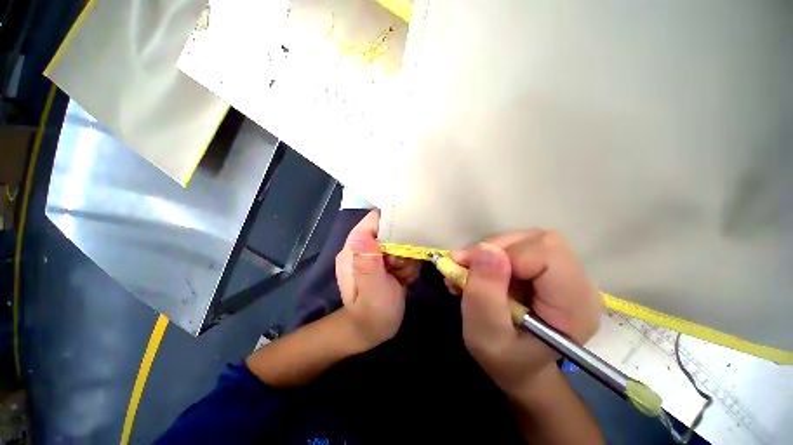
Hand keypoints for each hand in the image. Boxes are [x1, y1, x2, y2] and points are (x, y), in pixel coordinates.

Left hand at [335, 210, 420, 349]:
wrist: (374, 330)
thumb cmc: (372, 314)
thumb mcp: (372, 291)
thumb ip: (367, 264)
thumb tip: (361, 235)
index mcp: (353, 250)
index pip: (373, 221)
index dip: (391, 226)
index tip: (402, 245)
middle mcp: (363, 247)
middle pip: (390, 230)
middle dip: (401, 249)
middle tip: (399, 269)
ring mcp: (375, 254)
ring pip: (400, 242)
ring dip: (406, 259)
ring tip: (400, 277)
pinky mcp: (386, 261)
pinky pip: (404, 252)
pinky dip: (408, 265)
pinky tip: (403, 279)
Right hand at [449, 230, 600, 397]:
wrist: (518, 365)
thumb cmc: (503, 359)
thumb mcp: (485, 335)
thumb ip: (484, 295)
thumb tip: (486, 250)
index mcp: (573, 306)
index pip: (547, 253)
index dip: (507, 255)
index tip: (471, 269)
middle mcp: (578, 284)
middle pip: (537, 241)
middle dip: (494, 249)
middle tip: (464, 266)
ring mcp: (564, 274)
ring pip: (524, 240)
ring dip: (488, 252)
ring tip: (466, 273)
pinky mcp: (547, 269)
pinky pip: (517, 246)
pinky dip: (490, 255)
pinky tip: (476, 273)